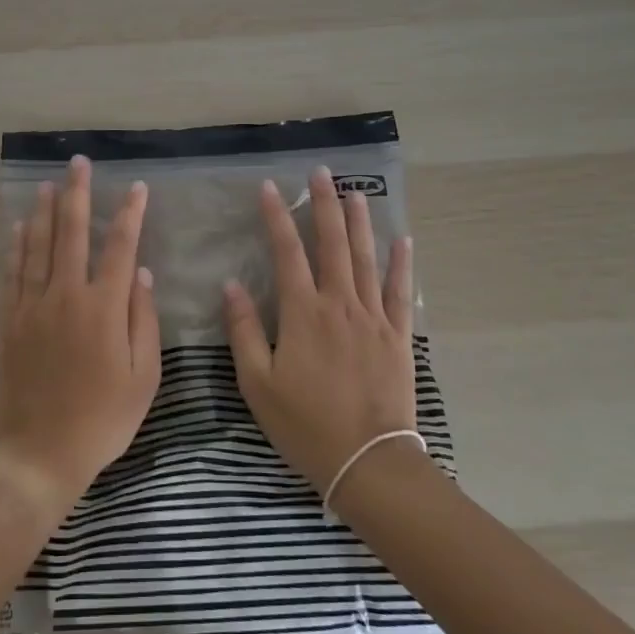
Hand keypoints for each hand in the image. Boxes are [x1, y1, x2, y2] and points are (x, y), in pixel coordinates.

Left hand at [0, 156, 161, 514]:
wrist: (39, 454)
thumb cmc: (102, 420)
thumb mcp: (143, 379)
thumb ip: (143, 322)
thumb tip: (141, 275)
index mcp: (103, 309)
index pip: (120, 248)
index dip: (129, 214)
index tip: (135, 188)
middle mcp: (66, 297)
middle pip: (72, 234)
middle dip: (77, 195)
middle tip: (78, 164)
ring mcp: (32, 308)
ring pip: (37, 247)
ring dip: (43, 212)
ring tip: (48, 184)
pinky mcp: (9, 323)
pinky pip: (12, 274)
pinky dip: (15, 247)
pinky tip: (18, 228)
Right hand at [223, 166, 417, 493]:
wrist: (369, 461)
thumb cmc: (306, 425)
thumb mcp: (258, 383)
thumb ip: (245, 331)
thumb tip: (231, 286)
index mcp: (303, 313)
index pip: (287, 252)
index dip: (277, 217)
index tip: (270, 187)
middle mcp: (339, 304)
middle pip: (332, 243)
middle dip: (324, 204)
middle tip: (321, 172)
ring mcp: (373, 317)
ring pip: (365, 258)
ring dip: (359, 222)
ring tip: (355, 192)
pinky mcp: (397, 336)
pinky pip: (398, 291)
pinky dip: (401, 264)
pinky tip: (403, 240)